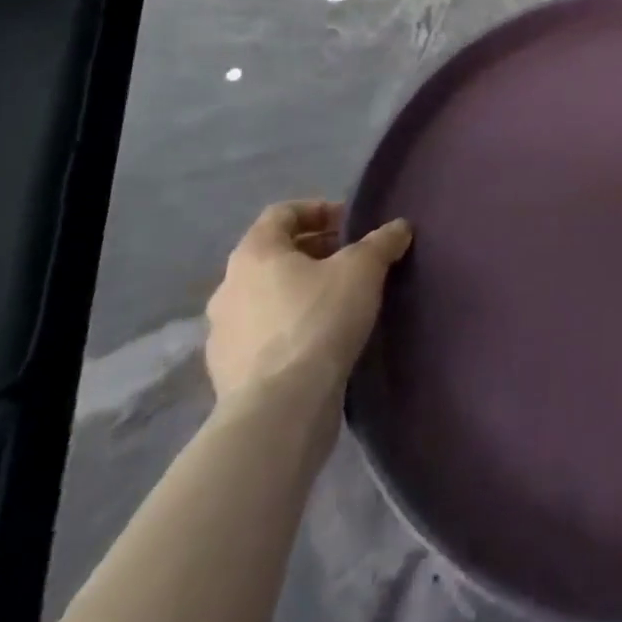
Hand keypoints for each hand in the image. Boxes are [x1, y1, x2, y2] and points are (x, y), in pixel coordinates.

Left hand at [204, 201, 412, 406]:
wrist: (279, 410)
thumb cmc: (318, 320)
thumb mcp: (364, 269)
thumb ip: (382, 242)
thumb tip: (399, 228)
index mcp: (254, 254)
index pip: (282, 213)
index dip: (319, 210)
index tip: (350, 224)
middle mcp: (228, 287)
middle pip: (273, 255)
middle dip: (314, 252)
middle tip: (351, 260)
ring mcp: (222, 334)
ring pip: (266, 296)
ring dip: (300, 291)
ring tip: (339, 301)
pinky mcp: (227, 374)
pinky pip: (262, 334)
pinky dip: (289, 327)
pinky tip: (320, 340)